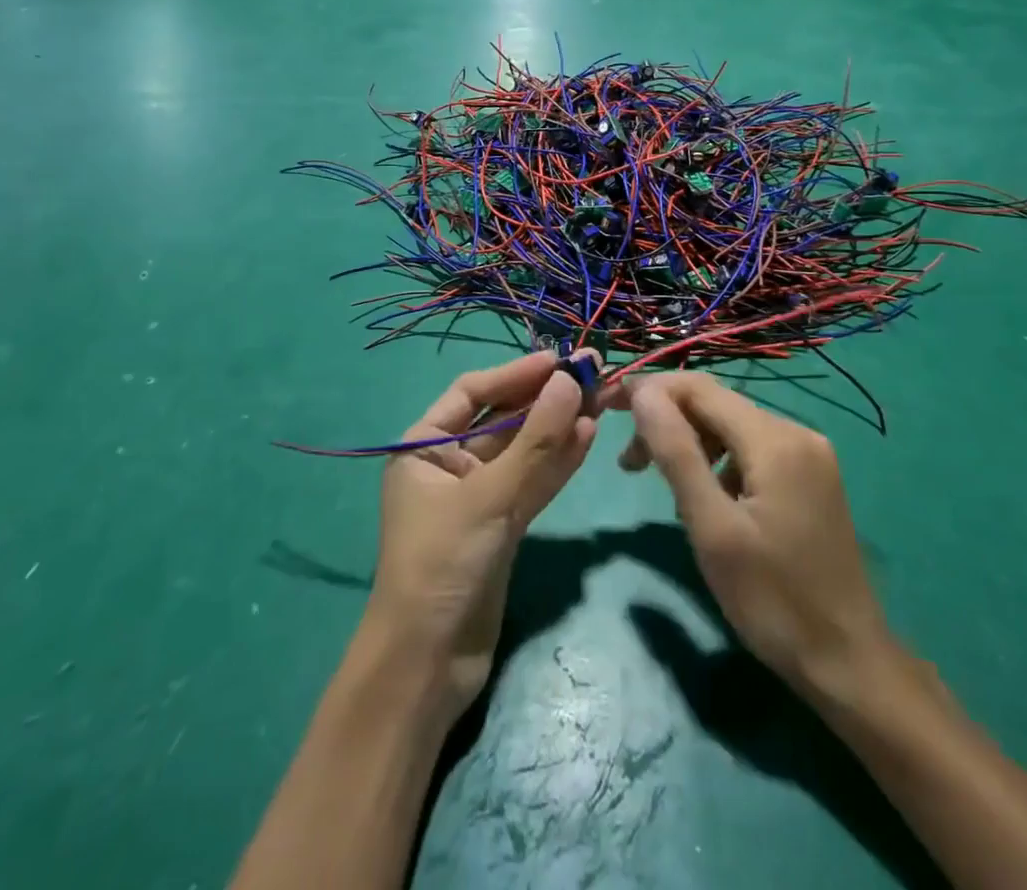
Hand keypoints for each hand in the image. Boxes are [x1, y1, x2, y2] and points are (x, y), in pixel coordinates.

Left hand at [363, 350, 610, 728]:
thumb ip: (536, 441)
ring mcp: (478, 496)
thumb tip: (570, 381)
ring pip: (524, 451)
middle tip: (593, 374)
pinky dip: (558, 462)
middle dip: (545, 398)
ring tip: (601, 400)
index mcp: (425, 446)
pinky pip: (532, 483)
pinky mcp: (501, 526)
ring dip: (559, 427)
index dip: (516, 373)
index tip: (559, 359)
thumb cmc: (442, 565)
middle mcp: (449, 464)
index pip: (473, 392)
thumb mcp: (489, 497)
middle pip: (503, 418)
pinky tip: (588, 437)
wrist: (428, 665)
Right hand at [618, 372, 903, 707]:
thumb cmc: (773, 600)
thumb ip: (676, 453)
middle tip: (628, 464)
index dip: (648, 390)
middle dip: (667, 421)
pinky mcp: (810, 477)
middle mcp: (796, 432)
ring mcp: (809, 454)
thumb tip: (643, 393)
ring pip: (731, 426)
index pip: (698, 388)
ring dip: (689, 442)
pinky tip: (705, 497)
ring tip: (658, 482)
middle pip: (715, 404)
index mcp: (775, 439)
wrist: (850, 664)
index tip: (607, 408)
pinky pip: (751, 449)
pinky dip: (717, 461)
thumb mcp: (712, 528)